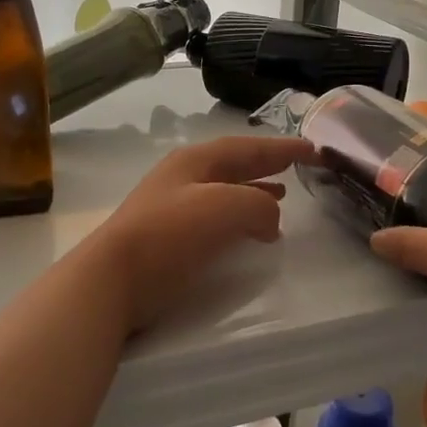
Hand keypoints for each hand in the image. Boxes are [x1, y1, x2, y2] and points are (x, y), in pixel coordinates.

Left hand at [85, 134, 315, 328]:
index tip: (314, 149)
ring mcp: (173, 207)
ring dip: (255, 192)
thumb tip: (270, 219)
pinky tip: (250, 234)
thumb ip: (258, 205)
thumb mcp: (225, 208)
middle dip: (267, 165)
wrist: (112, 280)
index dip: (282, 147)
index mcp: (196, 161)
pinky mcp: (169, 239)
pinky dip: (240, 219)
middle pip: (235, 165)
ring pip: (226, 191)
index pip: (248, 147)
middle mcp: (184, 177)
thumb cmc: (169, 235)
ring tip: (282, 199)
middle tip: (299, 168)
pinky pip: (216, 218)